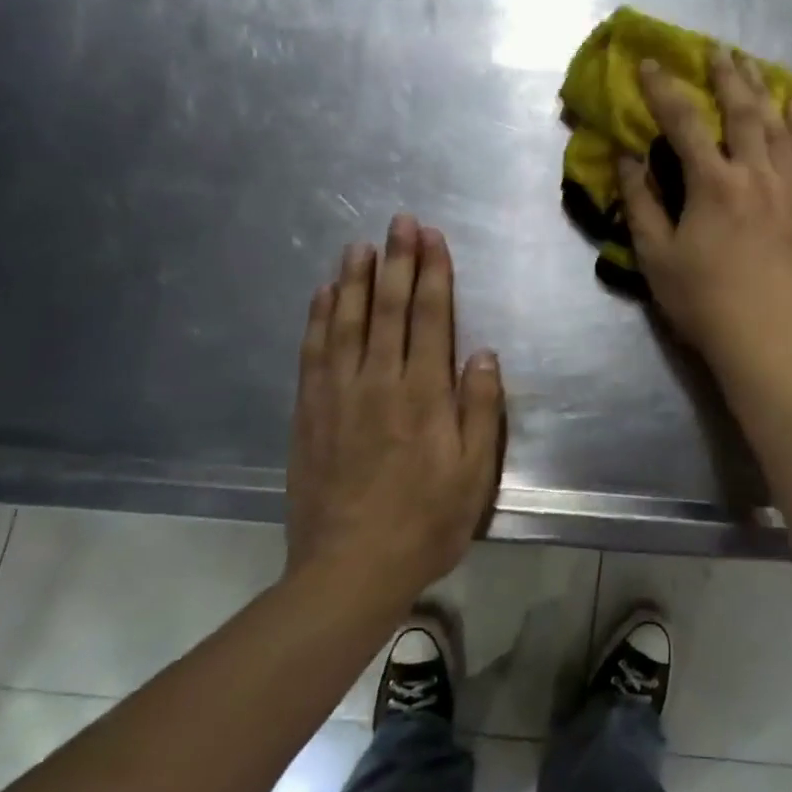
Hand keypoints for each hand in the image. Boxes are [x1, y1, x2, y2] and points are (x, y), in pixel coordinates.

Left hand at [285, 213, 503, 600]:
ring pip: (346, 323)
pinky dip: (317, 319)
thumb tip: (482, 354)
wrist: (349, 570)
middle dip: (396, 261)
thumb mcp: (473, 474)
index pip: (429, 319)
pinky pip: (312, 353)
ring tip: (359, 244)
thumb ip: (480, 409)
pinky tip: (321, 295)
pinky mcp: (309, 413)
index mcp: (424, 395)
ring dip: (353, 279)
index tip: (432, 238)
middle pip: (387, 309)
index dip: (432, 274)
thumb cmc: (425, 522)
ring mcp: (338, 395)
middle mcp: (379, 383)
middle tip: (400, 221)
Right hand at [619, 48, 791, 384]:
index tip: (650, 63)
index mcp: (712, 183)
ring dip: (763, 90)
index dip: (664, 89)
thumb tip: (626, 156)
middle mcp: (754, 174)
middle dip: (725, 75)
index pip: (684, 122)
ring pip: (779, 126)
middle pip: (742, 111)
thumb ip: (641, 201)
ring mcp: (788, 189)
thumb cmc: (702, 300)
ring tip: (752, 65)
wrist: (765, 337)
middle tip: (716, 49)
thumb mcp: (656, 255)